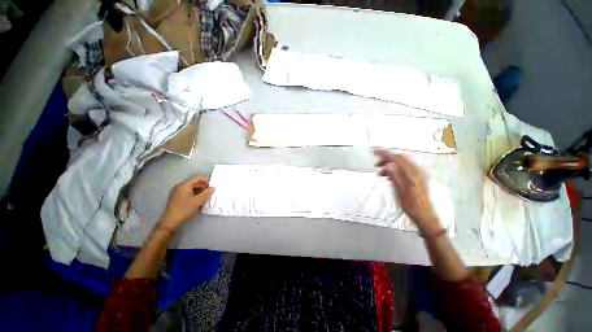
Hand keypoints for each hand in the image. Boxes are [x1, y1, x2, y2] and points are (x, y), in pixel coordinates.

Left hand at [158, 175, 214, 231]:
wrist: (170, 222)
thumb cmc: (184, 209)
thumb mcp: (198, 201)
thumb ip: (207, 193)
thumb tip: (213, 188)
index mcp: (184, 185)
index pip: (197, 178)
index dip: (206, 181)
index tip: (212, 187)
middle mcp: (180, 187)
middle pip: (194, 183)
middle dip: (203, 187)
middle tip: (210, 193)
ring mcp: (177, 193)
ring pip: (192, 189)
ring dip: (200, 191)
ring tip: (206, 197)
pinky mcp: (177, 198)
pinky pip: (188, 193)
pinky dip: (195, 195)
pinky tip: (199, 201)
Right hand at [374, 149, 440, 233]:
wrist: (425, 216)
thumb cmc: (413, 207)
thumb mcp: (401, 193)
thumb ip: (395, 177)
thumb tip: (388, 165)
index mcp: (412, 175)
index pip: (397, 159)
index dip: (385, 154)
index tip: (375, 152)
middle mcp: (416, 172)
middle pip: (400, 159)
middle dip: (387, 159)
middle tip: (377, 165)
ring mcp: (418, 175)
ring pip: (402, 163)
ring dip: (390, 165)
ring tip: (382, 173)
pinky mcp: (417, 179)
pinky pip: (404, 169)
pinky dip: (395, 169)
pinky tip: (390, 176)